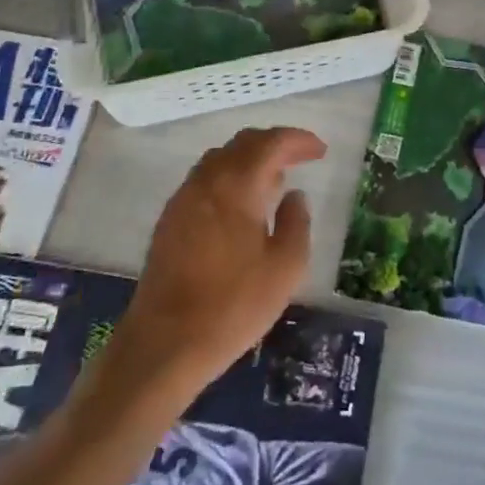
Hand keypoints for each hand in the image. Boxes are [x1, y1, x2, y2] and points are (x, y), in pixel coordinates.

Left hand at [117, 127, 326, 388]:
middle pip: (243, 143)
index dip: (299, 140)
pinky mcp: (170, 221)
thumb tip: (294, 196)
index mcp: (237, 184)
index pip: (272, 143)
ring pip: (221, 159)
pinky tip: (241, 206)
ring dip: (250, 159)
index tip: (320, 151)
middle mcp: (207, 181)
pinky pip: (205, 180)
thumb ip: (296, 223)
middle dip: (275, 144)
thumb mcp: (285, 267)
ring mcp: (183, 199)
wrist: (164, 345)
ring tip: (274, 181)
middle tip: (300, 159)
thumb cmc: (233, 305)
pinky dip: (230, 178)